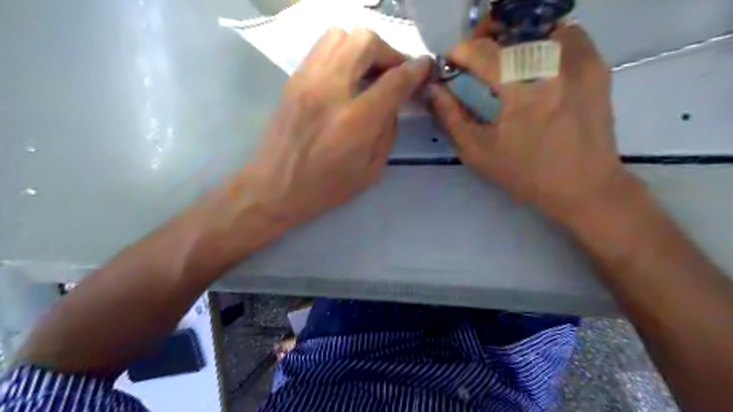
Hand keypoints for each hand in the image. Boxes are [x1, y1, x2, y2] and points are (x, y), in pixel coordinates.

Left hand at [198, 27, 431, 259]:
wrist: (274, 188)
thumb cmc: (325, 188)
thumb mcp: (370, 171)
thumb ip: (387, 132)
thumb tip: (393, 103)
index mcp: (355, 121)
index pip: (393, 80)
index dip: (415, 69)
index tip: (425, 67)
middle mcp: (330, 91)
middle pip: (366, 42)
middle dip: (388, 53)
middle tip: (393, 73)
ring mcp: (307, 81)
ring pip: (340, 35)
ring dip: (363, 48)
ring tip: (368, 72)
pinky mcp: (293, 80)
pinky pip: (322, 48)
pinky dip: (342, 53)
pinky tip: (346, 77)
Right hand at [432, 25, 632, 222]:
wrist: (583, 186)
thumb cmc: (525, 174)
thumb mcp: (477, 151)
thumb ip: (451, 117)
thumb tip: (434, 89)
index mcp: (522, 91)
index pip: (483, 51)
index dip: (461, 51)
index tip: (451, 62)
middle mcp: (554, 66)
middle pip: (511, 30)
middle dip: (486, 40)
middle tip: (476, 60)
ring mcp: (581, 62)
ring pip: (540, 27)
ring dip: (516, 39)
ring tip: (506, 61)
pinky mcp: (597, 66)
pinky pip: (567, 34)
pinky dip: (545, 41)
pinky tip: (535, 65)